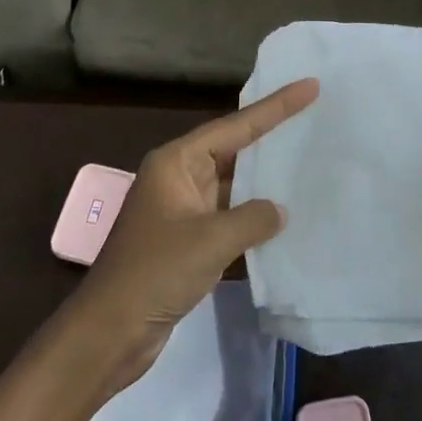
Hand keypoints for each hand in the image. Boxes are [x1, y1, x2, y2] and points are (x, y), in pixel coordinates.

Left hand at [70, 79, 316, 390]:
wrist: (108, 334)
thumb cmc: (154, 273)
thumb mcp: (210, 240)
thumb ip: (253, 218)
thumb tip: (278, 210)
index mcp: (176, 162)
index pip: (235, 126)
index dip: (275, 107)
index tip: (308, 86)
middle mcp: (178, 178)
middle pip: (233, 149)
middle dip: (271, 137)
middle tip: (313, 116)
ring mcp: (181, 211)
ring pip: (232, 185)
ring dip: (264, 181)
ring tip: (307, 163)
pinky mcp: (186, 242)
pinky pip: (228, 217)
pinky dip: (253, 217)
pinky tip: (284, 218)